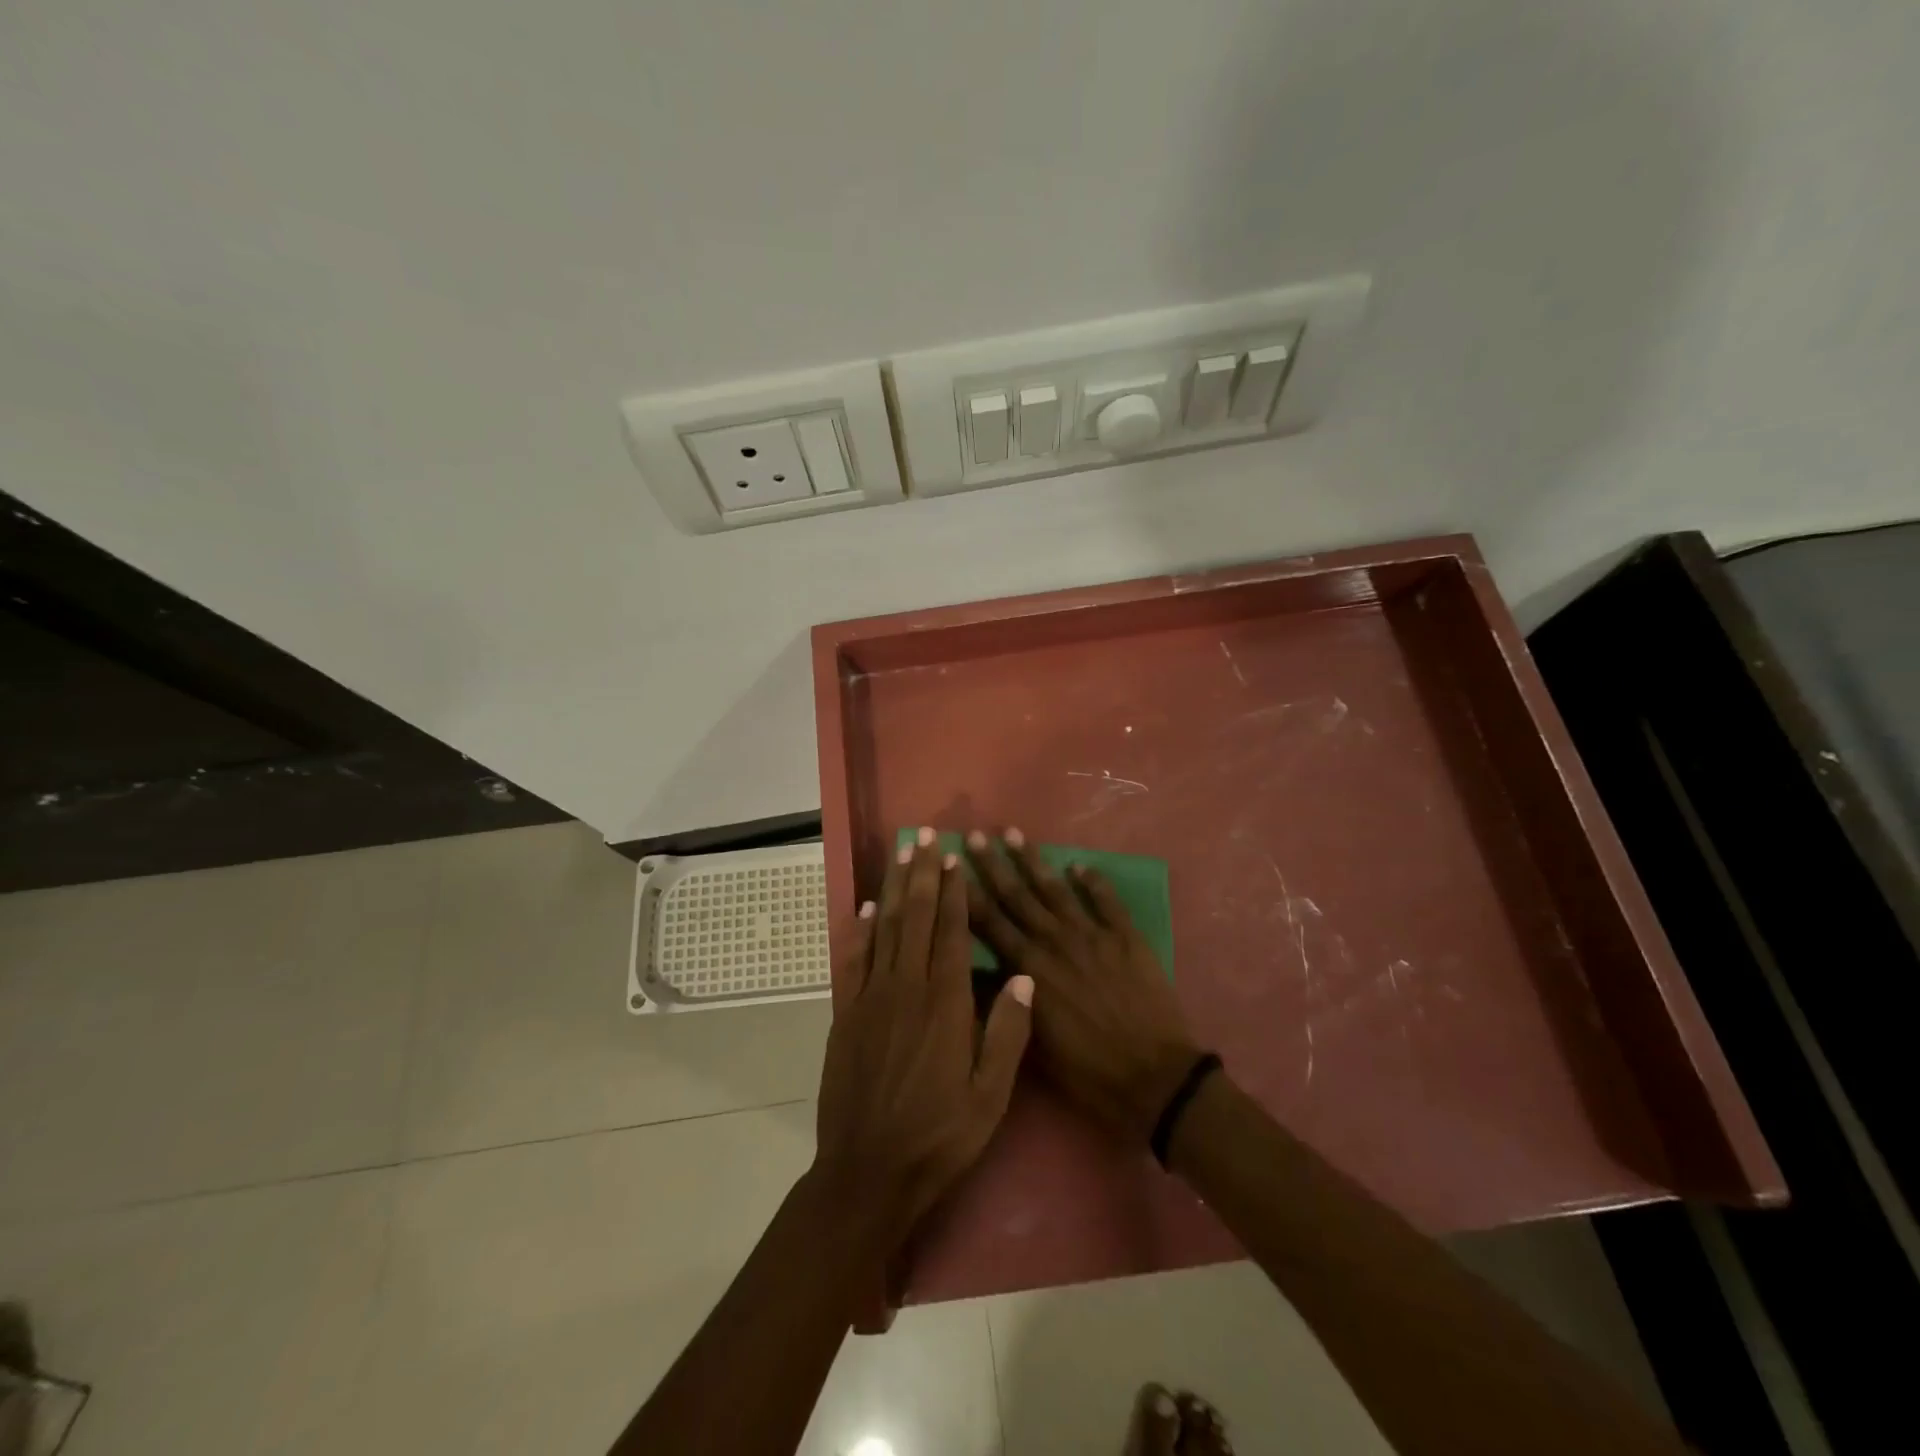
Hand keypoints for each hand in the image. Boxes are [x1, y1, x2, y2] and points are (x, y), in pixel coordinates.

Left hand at [813, 830, 1033, 1246]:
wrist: (868, 1172)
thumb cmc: (939, 1136)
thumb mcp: (990, 1096)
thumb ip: (1008, 1033)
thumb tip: (1024, 976)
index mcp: (946, 1004)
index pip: (952, 933)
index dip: (954, 892)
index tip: (954, 858)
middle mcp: (906, 988)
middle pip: (916, 918)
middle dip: (922, 874)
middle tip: (925, 836)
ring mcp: (872, 998)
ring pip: (884, 929)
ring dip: (893, 888)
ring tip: (899, 854)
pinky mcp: (847, 1014)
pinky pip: (854, 960)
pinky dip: (860, 930)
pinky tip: (865, 908)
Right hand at [966, 829, 1202, 1145]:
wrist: (1154, 1077)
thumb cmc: (1088, 1072)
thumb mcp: (1034, 1046)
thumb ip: (1007, 1003)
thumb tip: (975, 974)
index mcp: (1030, 970)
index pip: (989, 923)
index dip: (967, 894)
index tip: (950, 867)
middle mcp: (1055, 942)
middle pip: (1017, 896)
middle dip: (993, 865)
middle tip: (975, 835)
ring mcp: (1093, 935)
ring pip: (1056, 889)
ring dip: (1033, 860)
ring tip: (1014, 833)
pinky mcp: (1126, 937)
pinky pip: (1106, 900)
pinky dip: (1093, 880)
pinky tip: (1078, 865)